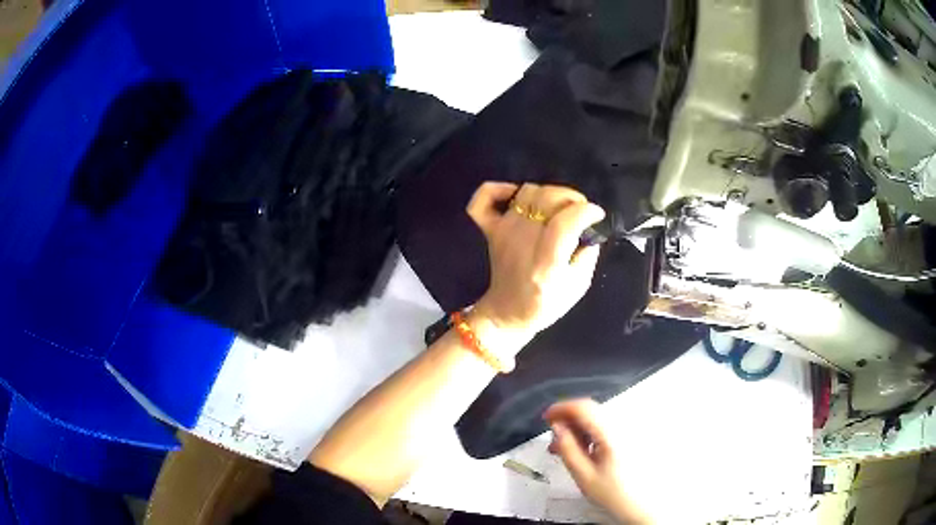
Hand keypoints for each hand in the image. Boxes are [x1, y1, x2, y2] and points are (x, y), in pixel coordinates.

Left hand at [466, 182, 604, 342]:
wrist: (506, 313)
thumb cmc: (545, 305)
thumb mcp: (578, 286)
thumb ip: (588, 255)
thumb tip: (590, 228)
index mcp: (545, 265)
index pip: (564, 223)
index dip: (586, 211)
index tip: (597, 215)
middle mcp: (522, 244)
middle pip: (546, 199)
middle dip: (571, 197)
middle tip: (580, 210)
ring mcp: (503, 233)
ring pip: (526, 193)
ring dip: (548, 193)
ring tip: (558, 207)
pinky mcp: (490, 230)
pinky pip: (484, 199)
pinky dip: (498, 189)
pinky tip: (516, 195)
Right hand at [544, 399, 650, 523]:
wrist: (642, 504)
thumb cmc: (614, 493)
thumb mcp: (584, 475)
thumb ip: (568, 449)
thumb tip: (557, 428)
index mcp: (612, 434)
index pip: (584, 408)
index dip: (562, 408)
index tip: (546, 418)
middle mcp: (623, 426)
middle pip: (591, 411)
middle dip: (568, 420)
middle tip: (552, 438)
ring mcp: (629, 430)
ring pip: (597, 418)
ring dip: (578, 427)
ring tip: (564, 448)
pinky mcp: (630, 436)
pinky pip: (606, 426)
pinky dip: (590, 432)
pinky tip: (582, 449)